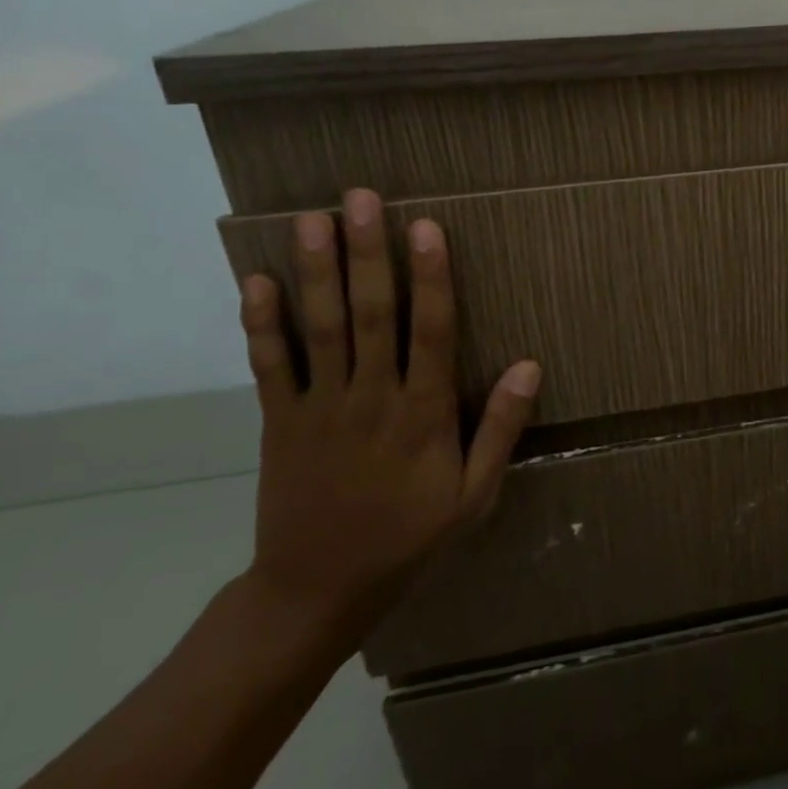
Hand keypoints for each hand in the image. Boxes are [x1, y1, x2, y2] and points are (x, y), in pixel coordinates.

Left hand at [237, 188, 540, 637]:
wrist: (318, 589)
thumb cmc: (409, 537)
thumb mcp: (474, 495)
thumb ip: (501, 429)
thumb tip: (531, 366)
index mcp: (424, 414)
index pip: (432, 332)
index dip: (431, 277)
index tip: (427, 228)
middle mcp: (372, 398)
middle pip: (371, 315)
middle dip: (368, 254)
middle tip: (360, 199)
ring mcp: (320, 408)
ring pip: (320, 329)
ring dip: (316, 272)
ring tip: (310, 220)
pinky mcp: (279, 422)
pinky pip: (270, 366)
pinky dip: (262, 324)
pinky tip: (256, 282)